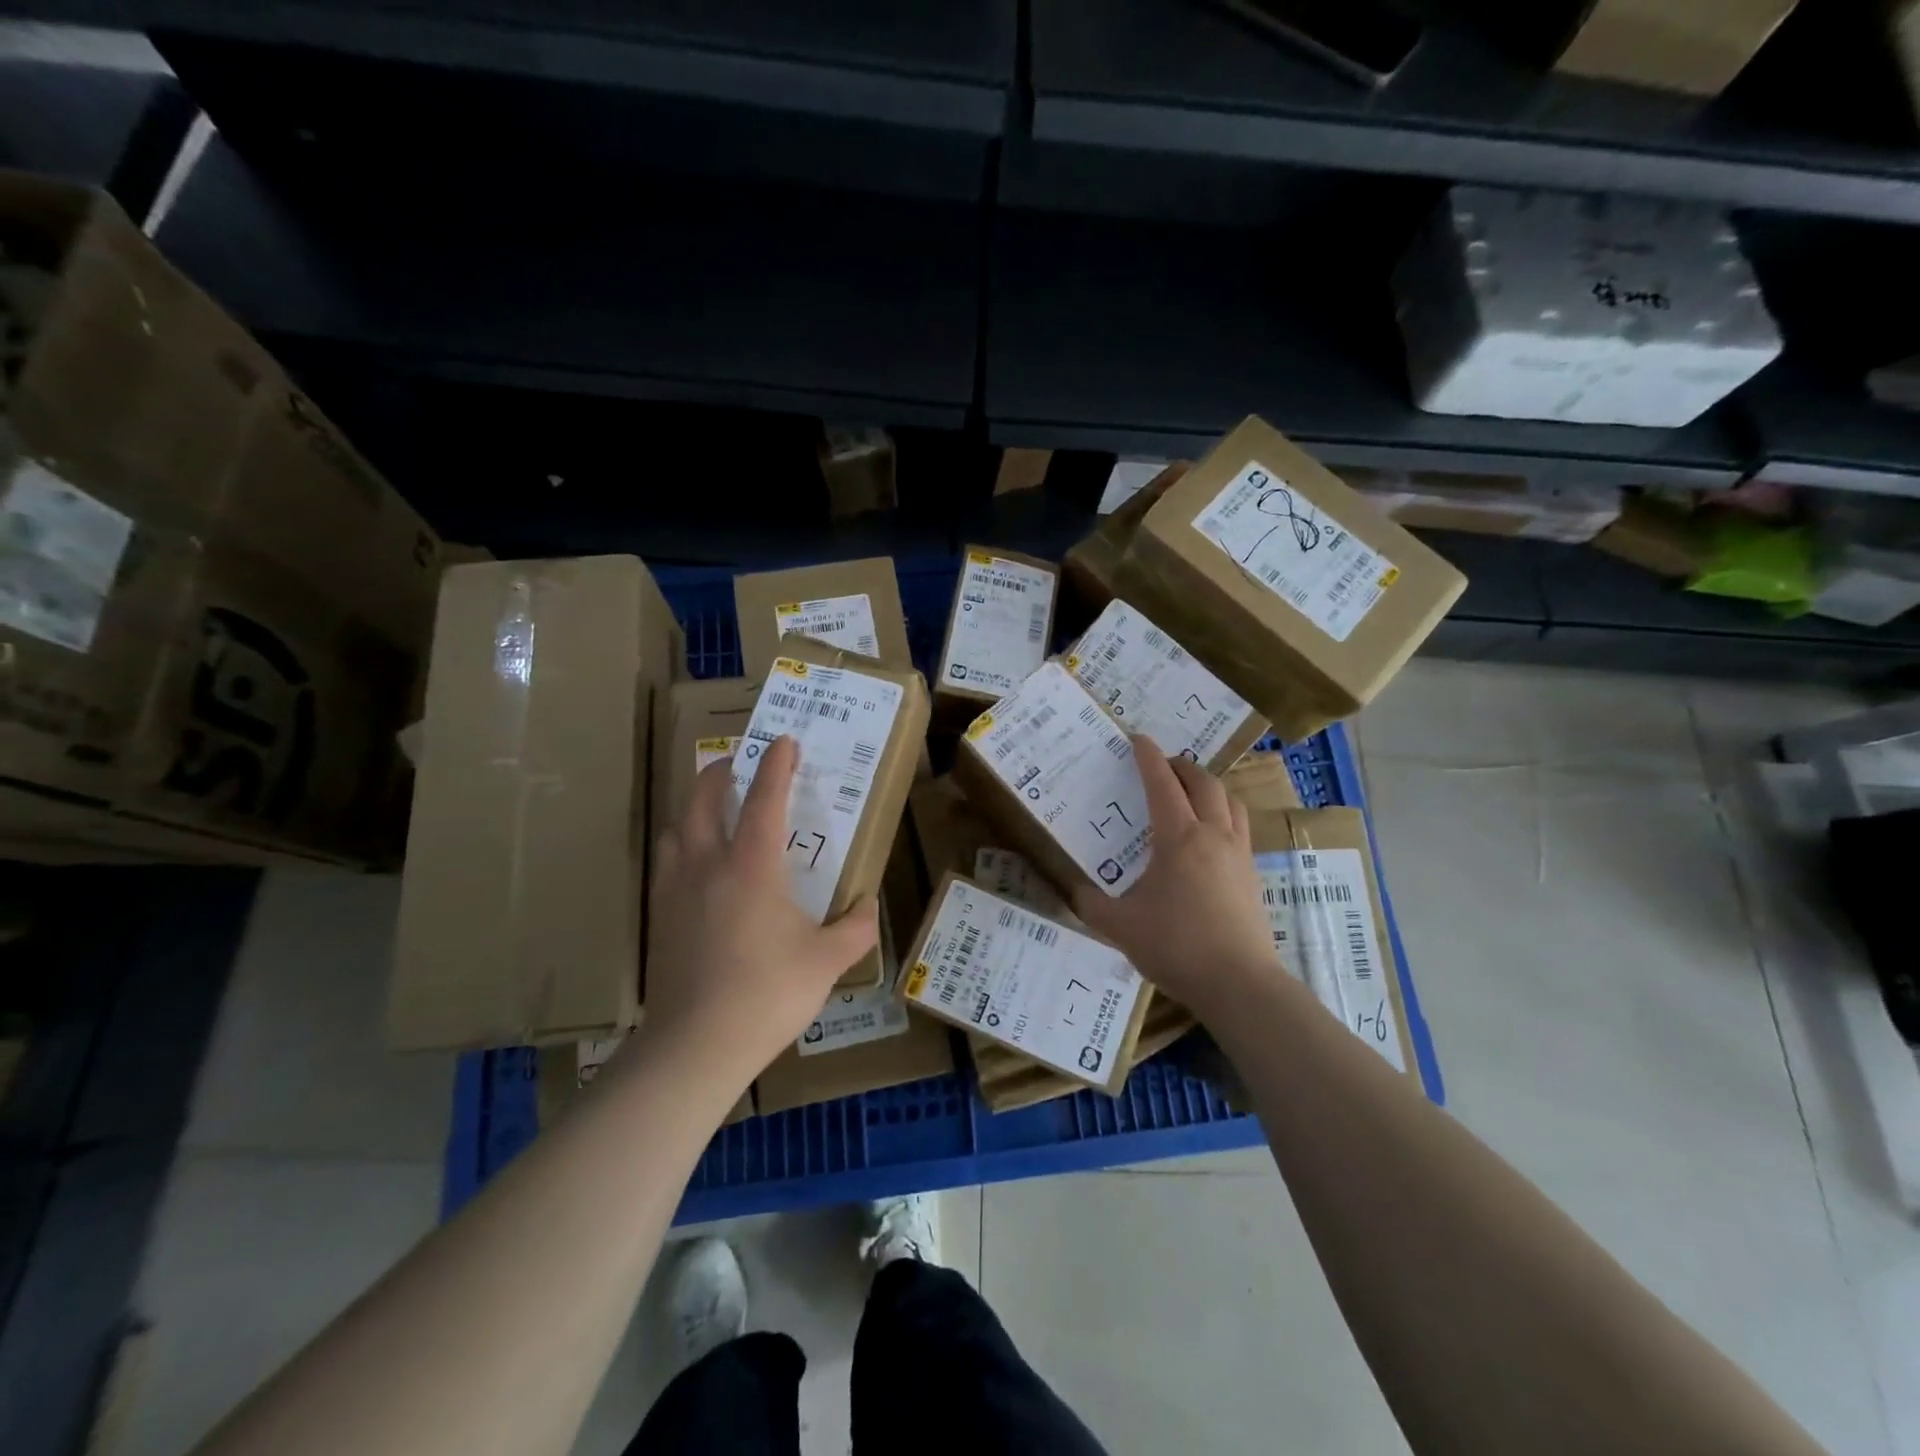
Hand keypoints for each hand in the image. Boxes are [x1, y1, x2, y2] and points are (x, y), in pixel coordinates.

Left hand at [643, 736, 879, 1082]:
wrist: (695, 1046)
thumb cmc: (768, 993)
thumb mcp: (827, 961)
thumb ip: (855, 929)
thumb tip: (867, 906)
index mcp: (751, 865)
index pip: (764, 798)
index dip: (776, 765)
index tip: (784, 741)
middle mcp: (707, 864)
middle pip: (702, 799)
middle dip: (719, 773)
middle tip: (736, 765)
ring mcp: (675, 890)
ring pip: (676, 829)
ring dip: (693, 809)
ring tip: (711, 812)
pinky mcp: (657, 917)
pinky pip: (666, 864)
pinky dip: (681, 847)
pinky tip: (695, 869)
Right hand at [1072, 738, 1277, 1022]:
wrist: (1239, 984)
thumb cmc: (1176, 947)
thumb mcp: (1120, 927)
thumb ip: (1090, 904)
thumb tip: (1073, 889)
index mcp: (1179, 838)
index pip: (1162, 784)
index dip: (1148, 757)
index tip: (1137, 738)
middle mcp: (1213, 836)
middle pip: (1204, 783)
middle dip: (1182, 766)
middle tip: (1162, 765)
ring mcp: (1239, 855)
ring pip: (1230, 801)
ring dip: (1209, 787)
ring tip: (1191, 793)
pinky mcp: (1253, 875)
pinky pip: (1240, 827)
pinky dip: (1223, 814)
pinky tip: (1210, 836)